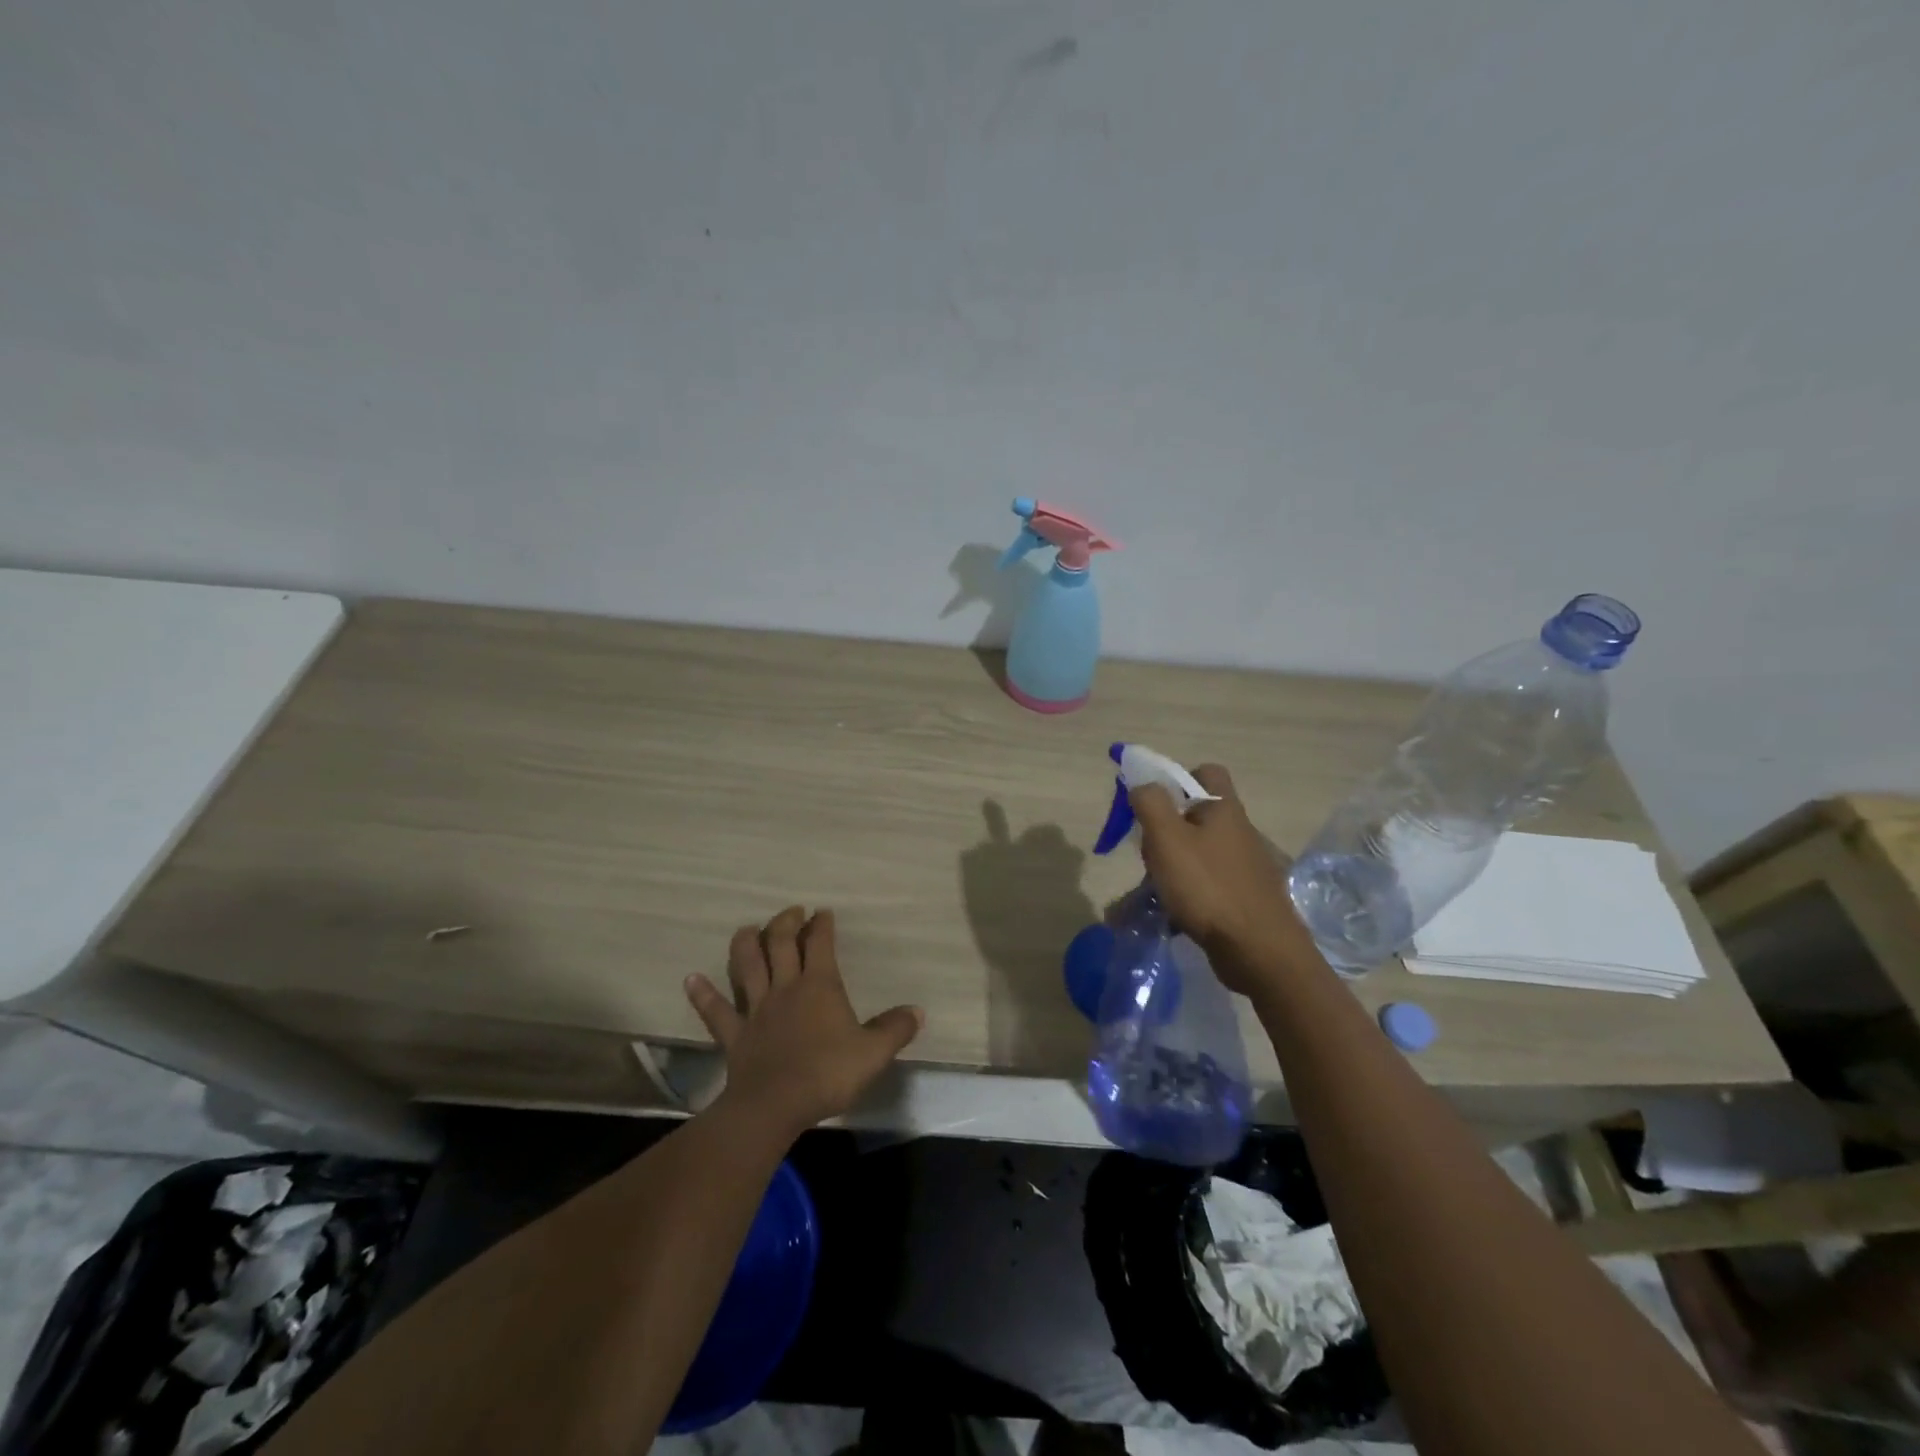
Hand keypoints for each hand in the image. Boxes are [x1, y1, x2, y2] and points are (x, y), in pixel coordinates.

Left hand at [684, 906, 922, 1136]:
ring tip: (748, 928)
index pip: (820, 943)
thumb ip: (895, 1029)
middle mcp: (785, 988)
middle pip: (780, 944)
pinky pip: (715, 1011)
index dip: (821, 925)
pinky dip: (703, 994)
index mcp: (819, 985)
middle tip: (792, 911)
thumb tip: (917, 1011)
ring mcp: (756, 1010)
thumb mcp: (873, 1053)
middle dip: (785, 922)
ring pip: (746, 966)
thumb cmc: (827, 1073)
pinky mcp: (734, 1035)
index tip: (823, 912)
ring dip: (745, 944)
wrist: (775, 1105)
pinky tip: (691, 979)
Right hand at [1129, 764, 1320, 992]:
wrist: (1259, 951)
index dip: (1176, 779)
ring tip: (1147, 894)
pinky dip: (1184, 896)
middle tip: (1148, 854)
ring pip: (1196, 854)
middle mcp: (1238, 832)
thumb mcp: (1167, 838)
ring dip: (1169, 869)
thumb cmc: (1208, 887)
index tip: (1152, 805)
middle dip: (1164, 832)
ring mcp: (1243, 867)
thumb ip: (1150, 803)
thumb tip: (1142, 785)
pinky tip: (1168, 916)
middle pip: (1194, 816)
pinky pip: (1205, 886)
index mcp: (1224, 809)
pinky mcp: (1243, 898)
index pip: (1205, 772)